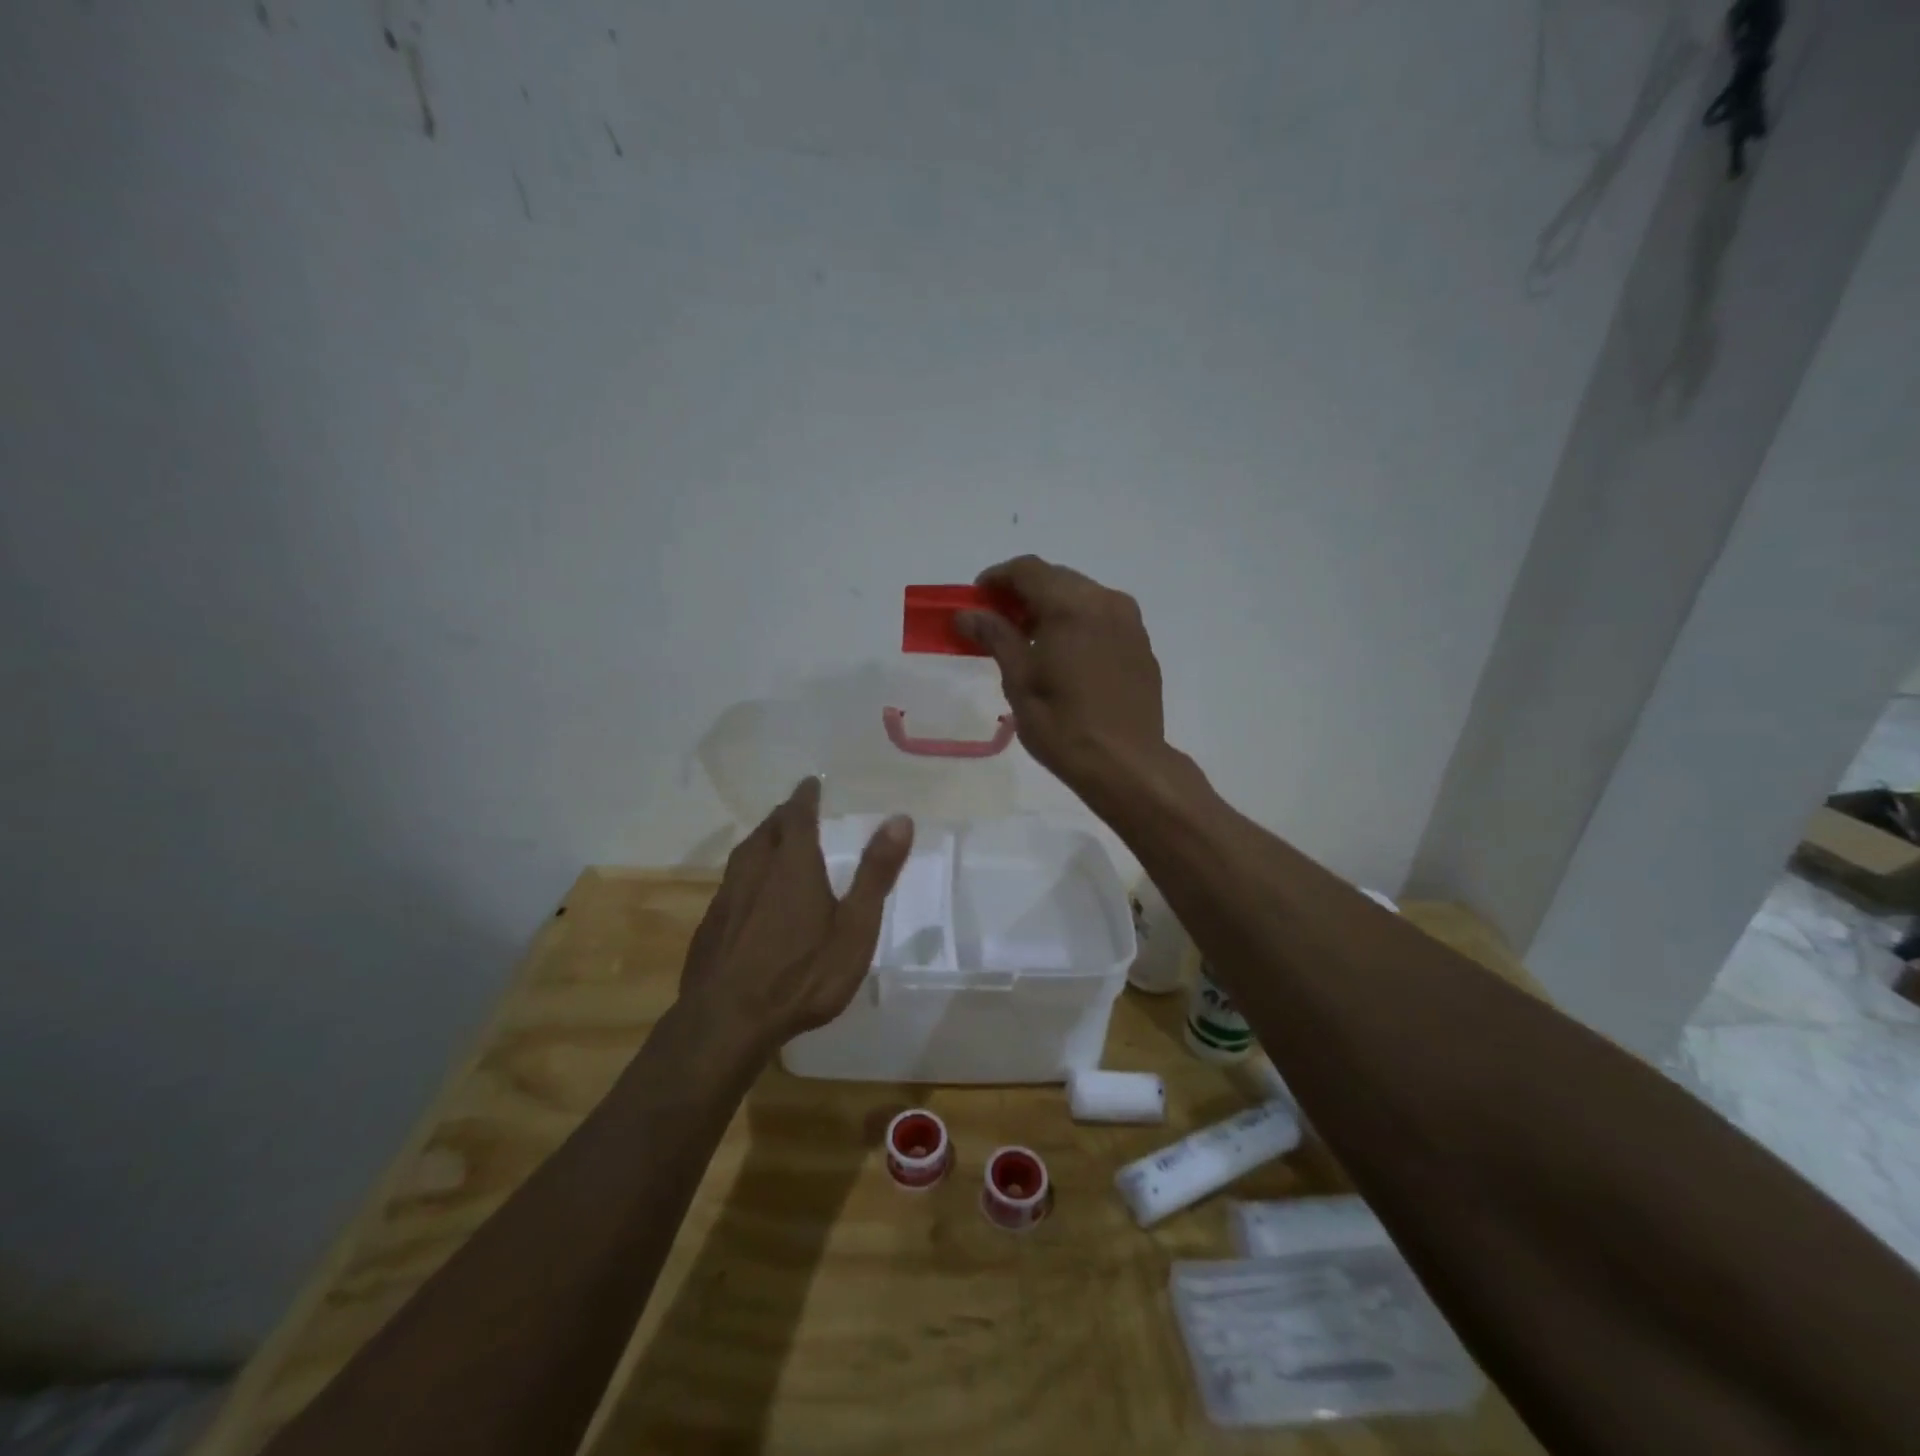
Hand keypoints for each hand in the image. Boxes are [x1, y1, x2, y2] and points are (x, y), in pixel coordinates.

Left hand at [679, 778, 913, 1057]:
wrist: (727, 1022)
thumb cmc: (802, 975)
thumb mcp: (854, 928)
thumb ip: (876, 873)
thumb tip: (899, 819)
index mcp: (793, 865)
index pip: (797, 815)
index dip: (805, 797)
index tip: (810, 783)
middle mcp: (755, 870)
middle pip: (768, 830)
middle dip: (784, 816)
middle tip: (797, 811)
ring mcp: (727, 898)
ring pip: (745, 854)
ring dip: (763, 840)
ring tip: (774, 841)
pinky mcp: (710, 925)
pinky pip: (732, 882)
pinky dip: (747, 872)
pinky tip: (752, 893)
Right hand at [956, 555, 1167, 797]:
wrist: (1125, 763)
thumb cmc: (1062, 724)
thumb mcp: (1019, 680)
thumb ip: (995, 636)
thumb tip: (967, 614)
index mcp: (1071, 605)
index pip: (1028, 570)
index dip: (997, 578)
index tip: (977, 598)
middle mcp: (1105, 601)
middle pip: (1057, 578)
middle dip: (1024, 592)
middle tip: (998, 620)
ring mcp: (1129, 622)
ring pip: (1083, 595)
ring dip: (1052, 606)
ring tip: (1029, 639)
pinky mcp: (1141, 644)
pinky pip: (1103, 617)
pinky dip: (1078, 622)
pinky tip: (1064, 653)